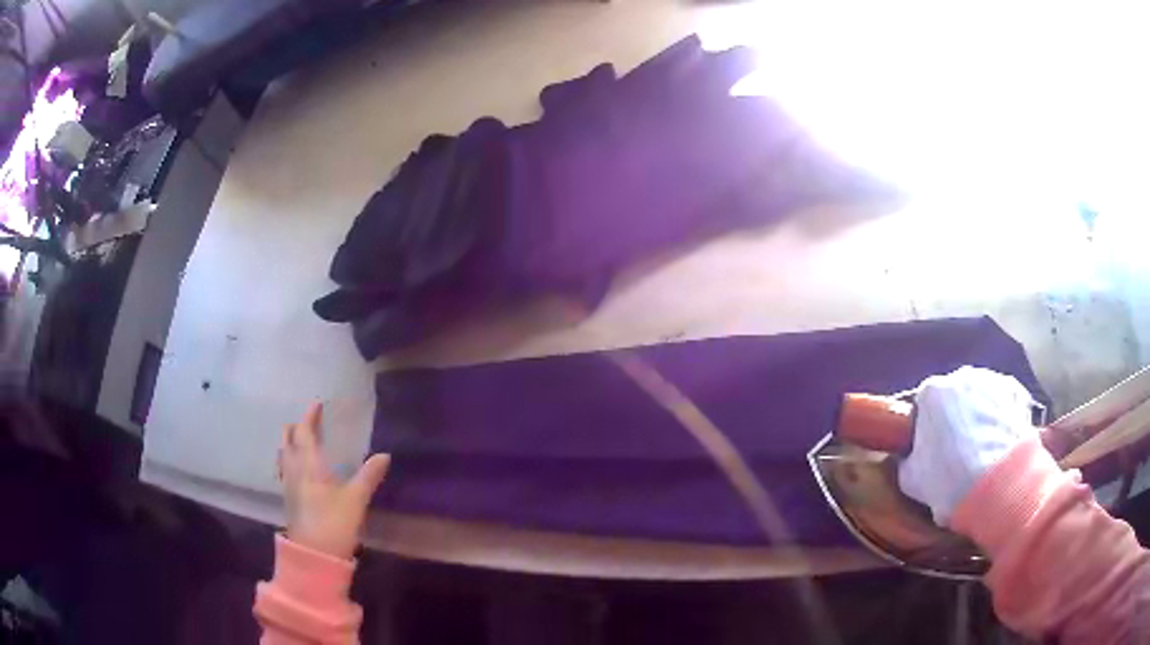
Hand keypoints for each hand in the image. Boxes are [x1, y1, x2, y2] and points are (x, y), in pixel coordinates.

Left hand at [278, 403, 389, 559]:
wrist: (314, 555)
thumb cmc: (334, 523)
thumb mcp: (356, 500)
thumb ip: (369, 476)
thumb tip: (384, 455)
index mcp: (308, 464)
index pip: (305, 432)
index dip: (310, 417)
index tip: (318, 404)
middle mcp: (294, 469)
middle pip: (288, 439)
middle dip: (297, 427)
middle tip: (311, 422)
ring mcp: (288, 484)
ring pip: (284, 453)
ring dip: (291, 442)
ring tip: (304, 441)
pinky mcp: (289, 498)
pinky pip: (285, 468)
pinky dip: (290, 459)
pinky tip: (300, 469)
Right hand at [898, 366, 1037, 525]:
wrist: (995, 484)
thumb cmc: (946, 480)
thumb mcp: (910, 478)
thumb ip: (909, 458)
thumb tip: (912, 456)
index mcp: (931, 392)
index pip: (923, 404)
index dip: (925, 427)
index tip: (929, 450)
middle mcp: (961, 376)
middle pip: (955, 395)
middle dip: (955, 417)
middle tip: (958, 451)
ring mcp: (992, 380)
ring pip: (982, 395)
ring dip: (981, 414)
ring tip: (984, 448)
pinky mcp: (1017, 392)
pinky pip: (1005, 402)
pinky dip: (1004, 417)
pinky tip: (1003, 441)